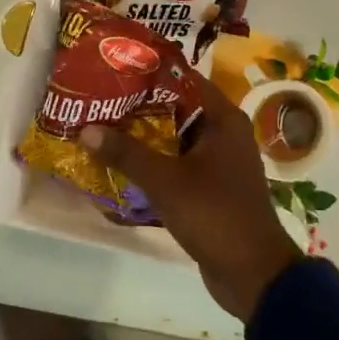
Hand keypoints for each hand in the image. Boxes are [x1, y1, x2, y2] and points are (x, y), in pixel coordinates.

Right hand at [82, 75, 303, 320]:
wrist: (252, 272)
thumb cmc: (215, 214)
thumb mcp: (166, 182)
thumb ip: (127, 153)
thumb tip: (86, 128)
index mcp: (224, 119)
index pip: (184, 79)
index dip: (150, 71)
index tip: (114, 66)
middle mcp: (224, 132)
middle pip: (177, 107)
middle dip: (140, 105)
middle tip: (98, 98)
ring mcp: (219, 160)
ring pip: (176, 137)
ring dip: (145, 135)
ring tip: (102, 126)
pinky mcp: (211, 185)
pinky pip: (178, 162)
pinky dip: (155, 160)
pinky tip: (122, 162)